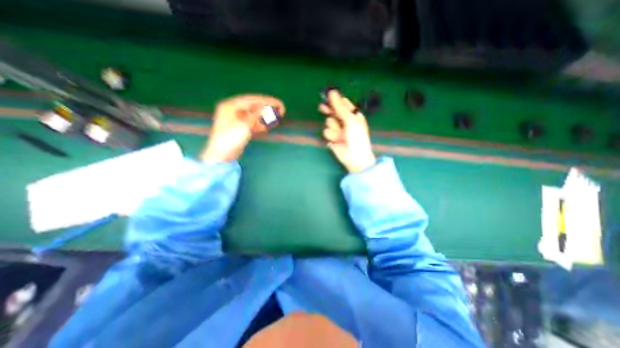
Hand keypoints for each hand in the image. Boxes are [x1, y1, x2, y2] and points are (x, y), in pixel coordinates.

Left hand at [200, 94, 283, 161]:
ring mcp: (236, 119)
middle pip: (254, 106)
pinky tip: (267, 126)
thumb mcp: (244, 125)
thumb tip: (268, 106)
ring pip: (254, 114)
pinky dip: (261, 124)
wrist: (222, 156)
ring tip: (277, 117)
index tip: (279, 103)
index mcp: (231, 105)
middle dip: (267, 108)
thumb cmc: (230, 139)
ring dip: (265, 116)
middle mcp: (233, 110)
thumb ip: (256, 115)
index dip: (267, 100)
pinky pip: (253, 123)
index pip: (252, 99)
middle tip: (281, 110)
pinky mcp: (240, 128)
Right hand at [322, 88, 374, 170]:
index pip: (343, 104)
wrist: (355, 157)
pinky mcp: (332, 138)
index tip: (328, 96)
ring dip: (333, 127)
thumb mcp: (351, 120)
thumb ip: (340, 107)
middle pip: (333, 111)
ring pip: (329, 122)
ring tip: (340, 134)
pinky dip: (331, 136)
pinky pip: (327, 132)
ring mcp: (338, 129)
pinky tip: (336, 140)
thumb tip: (332, 92)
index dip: (336, 100)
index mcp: (353, 115)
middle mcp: (345, 121)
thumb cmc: (357, 137)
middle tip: (322, 108)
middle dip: (329, 110)